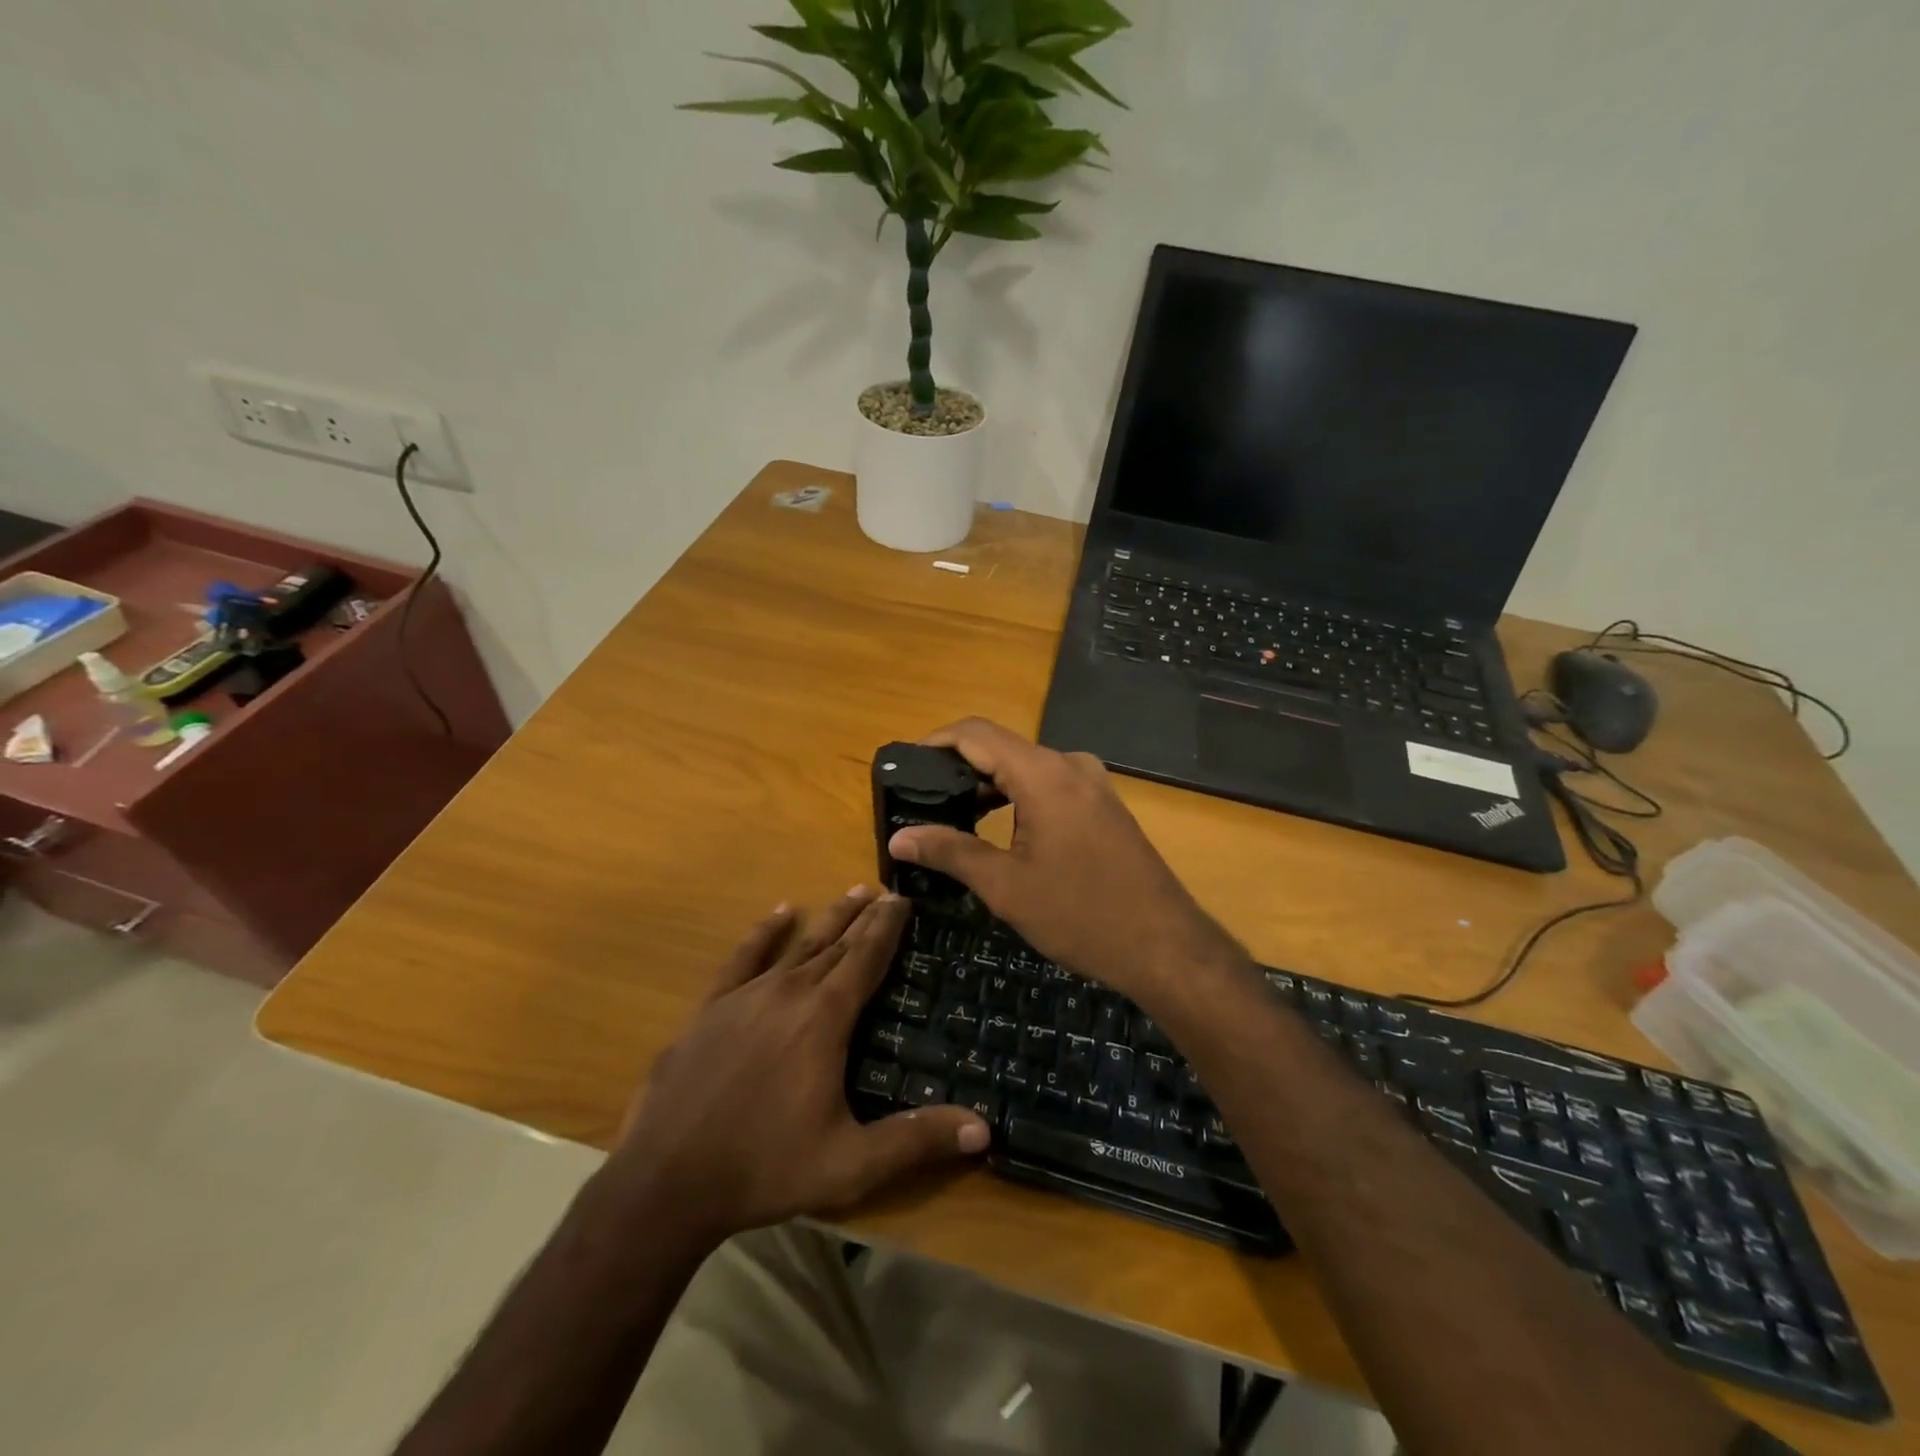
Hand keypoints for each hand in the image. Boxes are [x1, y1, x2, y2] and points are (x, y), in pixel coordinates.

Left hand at [604, 889, 989, 1244]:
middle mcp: (789, 992)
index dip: (887, 927)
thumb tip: (984, 1130)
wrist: (665, 1182)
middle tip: (885, 891)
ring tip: (851, 894)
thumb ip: (916, 1140)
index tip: (904, 898)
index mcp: (825, 1018)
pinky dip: (765, 932)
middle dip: (864, 917)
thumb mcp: (851, 1164)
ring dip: (828, 920)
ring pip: (798, 945)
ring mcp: (746, 996)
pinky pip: (744, 957)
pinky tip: (781, 912)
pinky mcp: (711, 1008)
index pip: (866, 958)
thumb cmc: (765, 1168)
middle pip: (836, 944)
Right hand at [887, 719, 1242, 1007]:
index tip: (903, 765)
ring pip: (1026, 766)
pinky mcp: (1103, 804)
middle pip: (1001, 747)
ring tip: (952, 814)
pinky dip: (1017, 795)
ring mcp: (1092, 783)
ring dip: (988, 783)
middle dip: (958, 767)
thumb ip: (950, 852)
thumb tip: (898, 838)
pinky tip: (999, 825)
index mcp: (1043, 774)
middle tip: (921, 798)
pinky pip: (1050, 783)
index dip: (935, 741)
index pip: (976, 733)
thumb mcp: (1006, 886)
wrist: (1165, 945)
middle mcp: (1070, 765)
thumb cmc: (1080, 915)